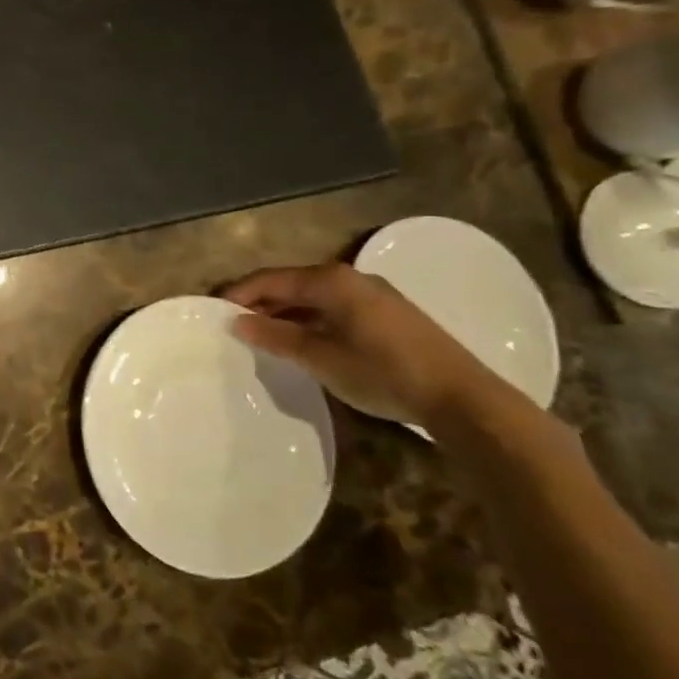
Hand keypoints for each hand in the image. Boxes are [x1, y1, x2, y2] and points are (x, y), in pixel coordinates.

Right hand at [222, 262, 505, 429]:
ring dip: (286, 313)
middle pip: (291, 284)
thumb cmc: (382, 372)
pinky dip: (310, 320)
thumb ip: (275, 337)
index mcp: (330, 281)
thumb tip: (238, 322)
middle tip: (236, 326)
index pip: (269, 279)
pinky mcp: (389, 315)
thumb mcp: (320, 358)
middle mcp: (351, 279)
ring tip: (265, 337)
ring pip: (314, 297)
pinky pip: (334, 308)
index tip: (214, 313)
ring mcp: (374, 295)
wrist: (463, 400)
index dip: (239, 294)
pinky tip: (304, 342)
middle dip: (261, 303)